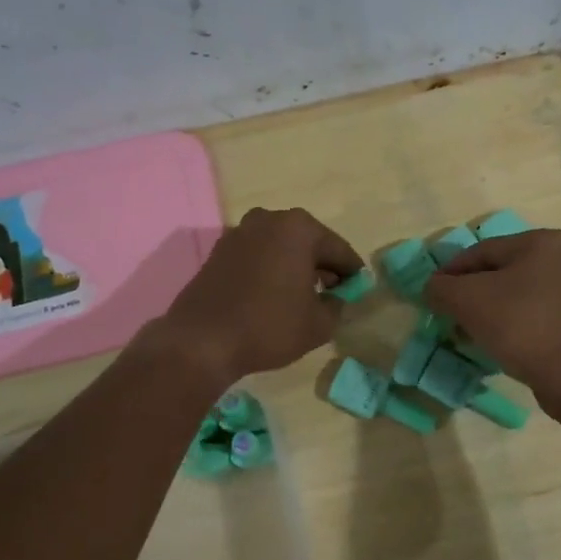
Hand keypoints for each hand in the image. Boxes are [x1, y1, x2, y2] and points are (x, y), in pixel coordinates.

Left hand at [153, 207, 363, 384]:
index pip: (339, 249)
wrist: (202, 340)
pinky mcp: (219, 251)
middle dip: (323, 266)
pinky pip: (258, 256)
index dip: (352, 273)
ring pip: (281, 248)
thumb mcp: (319, 324)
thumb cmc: (269, 326)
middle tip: (332, 293)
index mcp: (299, 228)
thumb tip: (335, 299)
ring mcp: (240, 232)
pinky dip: (270, 270)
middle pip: (309, 243)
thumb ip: (337, 305)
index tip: (358, 290)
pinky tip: (273, 296)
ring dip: (295, 267)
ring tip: (302, 297)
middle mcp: (269, 219)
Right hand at [422, 229, 560, 394]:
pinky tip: (503, 344)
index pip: (483, 251)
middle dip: (474, 293)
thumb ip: (441, 287)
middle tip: (452, 314)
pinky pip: (540, 316)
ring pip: (522, 295)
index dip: (452, 271)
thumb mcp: (466, 300)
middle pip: (504, 272)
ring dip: (495, 310)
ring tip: (473, 332)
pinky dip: (518, 325)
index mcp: (544, 242)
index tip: (433, 293)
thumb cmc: (519, 325)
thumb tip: (434, 288)